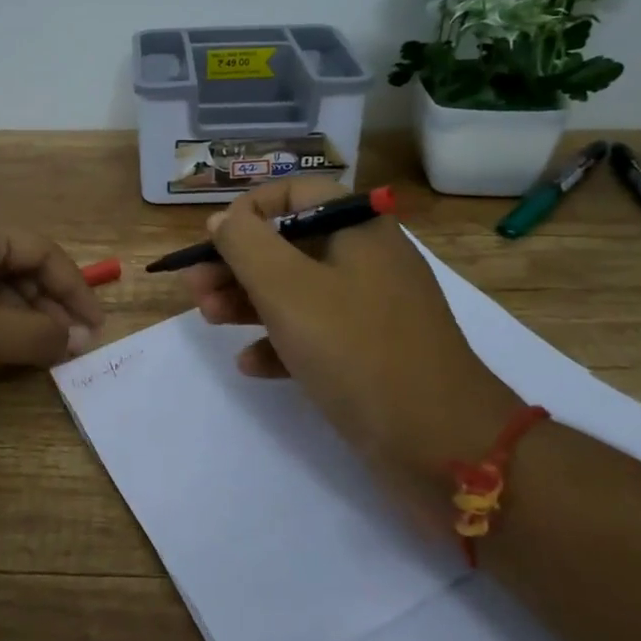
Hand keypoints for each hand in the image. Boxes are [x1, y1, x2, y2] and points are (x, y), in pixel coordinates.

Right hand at [185, 178, 521, 508]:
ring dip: (248, 301)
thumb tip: (223, 221)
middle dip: (237, 263)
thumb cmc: (358, 350)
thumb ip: (245, 244)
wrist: (445, 448)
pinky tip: (250, 364)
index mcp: (358, 229)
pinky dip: (279, 342)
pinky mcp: (370, 355)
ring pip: (297, 290)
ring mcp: (371, 310)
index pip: (296, 193)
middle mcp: (367, 260)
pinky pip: (315, 334)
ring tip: (209, 319)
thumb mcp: (288, 288)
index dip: (249, 210)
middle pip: (289, 244)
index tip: (214, 241)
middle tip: (196, 288)